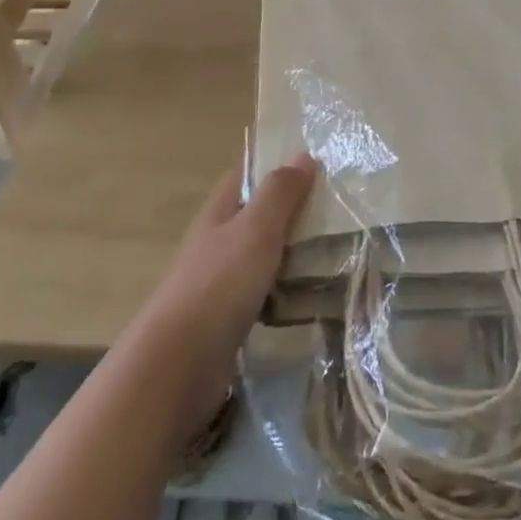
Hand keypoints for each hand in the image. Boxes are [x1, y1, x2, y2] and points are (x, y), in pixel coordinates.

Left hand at [130, 155, 314, 434]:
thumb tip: (302, 155)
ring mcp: (222, 281)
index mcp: (219, 212)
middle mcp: (218, 241)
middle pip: (258, 215)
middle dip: (294, 211)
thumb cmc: (219, 284)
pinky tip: (314, 296)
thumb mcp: (255, 229)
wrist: (179, 364)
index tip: (318, 165)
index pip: (247, 175)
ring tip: (339, 250)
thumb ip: (279, 193)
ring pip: (265, 255)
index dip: (277, 165)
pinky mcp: (231, 317)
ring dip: (294, 252)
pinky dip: (288, 290)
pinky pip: (266, 292)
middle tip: (341, 210)